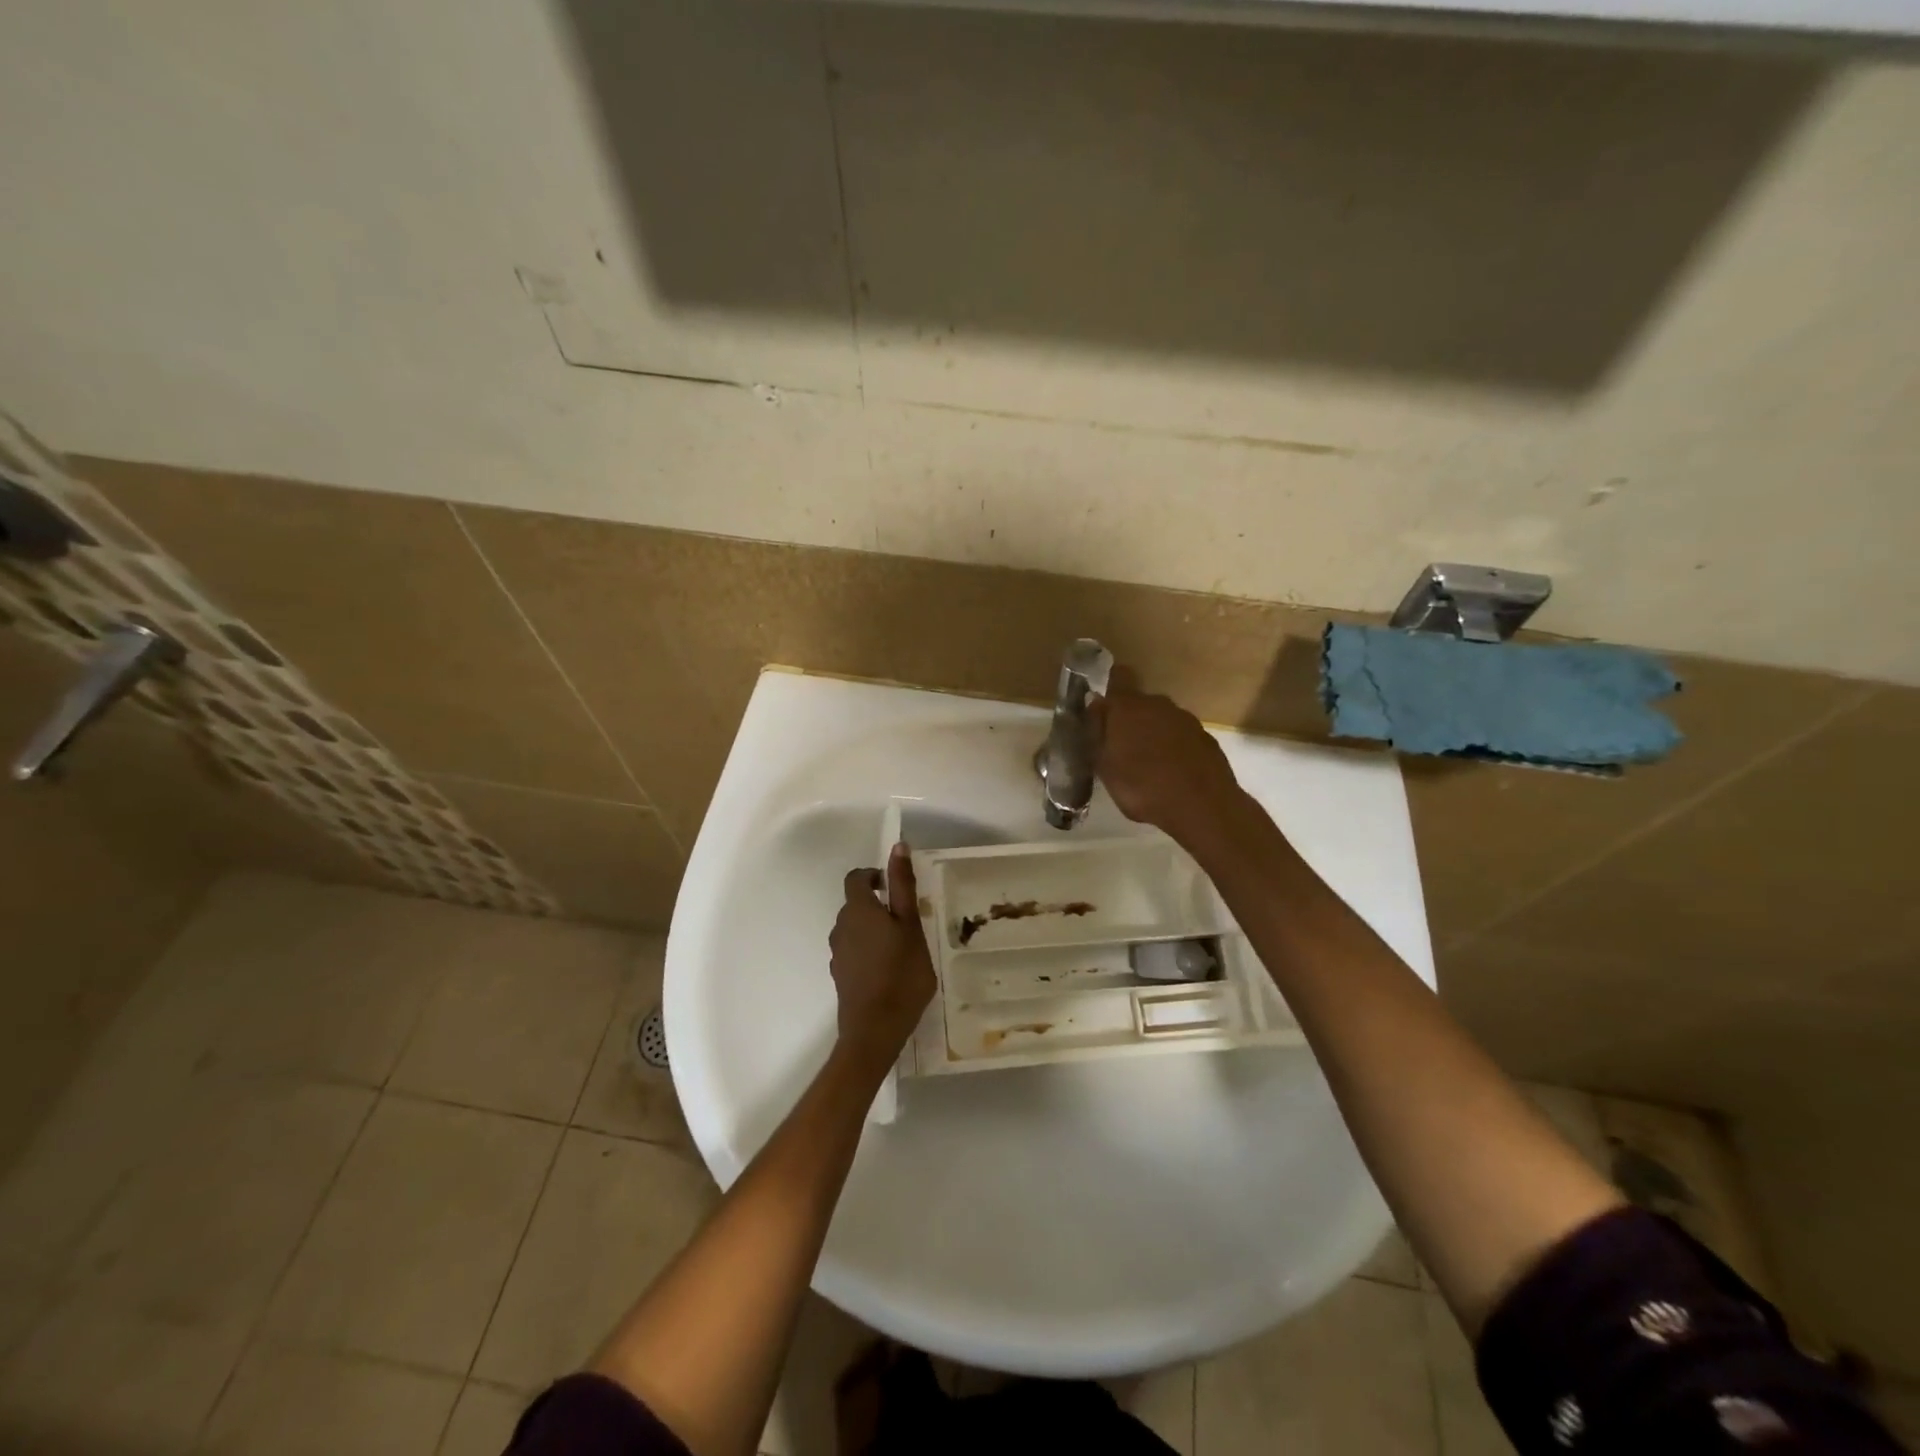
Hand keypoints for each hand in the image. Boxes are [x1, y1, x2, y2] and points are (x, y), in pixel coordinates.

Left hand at [829, 845, 937, 1072]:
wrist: (874, 1029)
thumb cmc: (901, 974)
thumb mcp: (911, 926)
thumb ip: (903, 886)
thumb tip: (897, 846)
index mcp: (859, 909)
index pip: (857, 878)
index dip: (875, 876)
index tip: (896, 887)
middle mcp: (841, 926)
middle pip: (856, 903)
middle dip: (878, 904)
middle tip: (907, 920)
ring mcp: (838, 952)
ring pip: (855, 928)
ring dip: (873, 928)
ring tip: (901, 947)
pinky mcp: (840, 974)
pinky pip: (853, 949)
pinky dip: (868, 950)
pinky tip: (888, 969)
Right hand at [1093, 672, 1249, 851]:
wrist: (1202, 806)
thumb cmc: (1142, 787)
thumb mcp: (1105, 766)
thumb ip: (1098, 732)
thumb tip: (1094, 703)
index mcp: (1129, 707)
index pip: (1119, 677)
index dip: (1111, 684)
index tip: (1104, 704)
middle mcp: (1159, 704)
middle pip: (1140, 703)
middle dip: (1130, 720)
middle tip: (1121, 748)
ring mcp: (1186, 720)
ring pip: (1162, 720)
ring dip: (1153, 734)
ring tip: (1147, 764)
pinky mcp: (1206, 738)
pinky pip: (1182, 737)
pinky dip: (1174, 748)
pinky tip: (1171, 772)